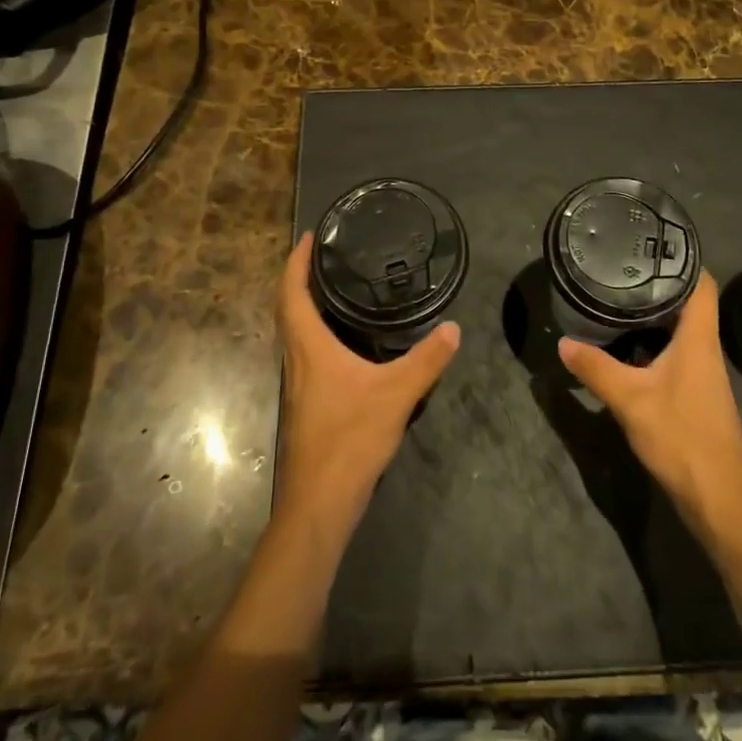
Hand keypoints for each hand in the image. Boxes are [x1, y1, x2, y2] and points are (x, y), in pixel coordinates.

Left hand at [273, 236, 460, 539]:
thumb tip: (453, 327)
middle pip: (287, 310)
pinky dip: (317, 334)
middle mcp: (297, 361)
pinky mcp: (307, 405)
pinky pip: (306, 354)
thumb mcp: (396, 394)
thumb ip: (426, 360)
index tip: (308, 237)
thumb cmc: (349, 439)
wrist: (318, 503)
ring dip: (305, 307)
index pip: (292, 294)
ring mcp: (298, 385)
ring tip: (334, 290)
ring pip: (294, 334)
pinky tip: (344, 343)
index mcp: (309, 348)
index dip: (296, 263)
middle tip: (323, 256)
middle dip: (299, 279)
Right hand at [557, 272, 741, 535]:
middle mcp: (705, 349)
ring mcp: (703, 374)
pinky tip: (627, 347)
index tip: (652, 245)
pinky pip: (676, 353)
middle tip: (621, 268)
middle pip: (689, 303)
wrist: (720, 500)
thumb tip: (564, 342)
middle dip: (659, 284)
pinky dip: (654, 342)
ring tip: (618, 299)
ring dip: (655, 315)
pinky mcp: (696, 395)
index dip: (684, 259)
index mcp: (699, 339)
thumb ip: (596, 369)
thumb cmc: (682, 438)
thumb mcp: (630, 400)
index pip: (702, 284)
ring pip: (681, 330)